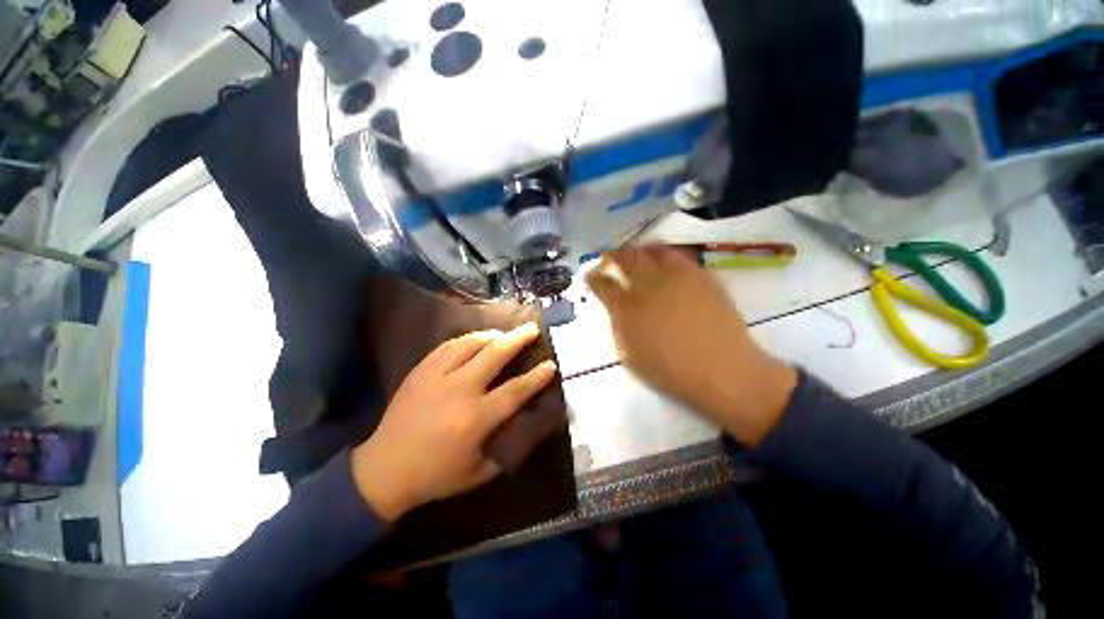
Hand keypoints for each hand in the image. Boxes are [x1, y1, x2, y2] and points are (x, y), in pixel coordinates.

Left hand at [351, 323, 557, 520]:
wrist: (383, 470)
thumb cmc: (436, 475)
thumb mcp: (480, 472)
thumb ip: (506, 446)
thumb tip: (523, 421)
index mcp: (475, 419)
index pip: (516, 390)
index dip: (537, 376)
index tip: (551, 364)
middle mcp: (459, 391)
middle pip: (495, 354)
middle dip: (518, 339)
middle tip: (533, 329)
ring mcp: (436, 377)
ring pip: (471, 343)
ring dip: (493, 335)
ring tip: (505, 333)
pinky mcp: (420, 371)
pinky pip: (448, 345)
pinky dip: (468, 339)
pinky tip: (476, 339)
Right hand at [585, 247, 796, 445]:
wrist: (722, 371)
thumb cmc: (670, 370)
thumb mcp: (630, 354)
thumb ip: (619, 325)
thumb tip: (615, 306)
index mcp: (628, 309)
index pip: (603, 285)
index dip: (594, 277)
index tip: (590, 274)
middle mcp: (650, 286)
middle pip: (627, 260)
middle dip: (613, 256)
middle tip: (609, 257)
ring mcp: (678, 279)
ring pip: (653, 252)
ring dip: (639, 250)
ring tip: (635, 253)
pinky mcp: (701, 277)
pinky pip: (679, 257)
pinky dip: (665, 255)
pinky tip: (664, 261)